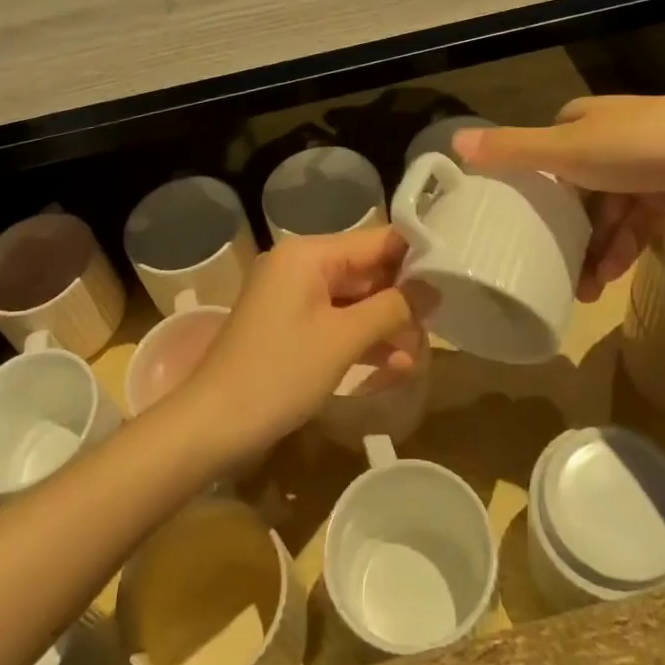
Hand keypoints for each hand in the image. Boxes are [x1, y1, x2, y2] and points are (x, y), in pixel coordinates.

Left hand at [182, 227, 422, 458]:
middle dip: (401, 303)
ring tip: (415, 361)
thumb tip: (433, 287)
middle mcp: (301, 265)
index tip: (452, 280)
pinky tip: (391, 368)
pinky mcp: (290, 325)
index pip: (376, 241)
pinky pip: (335, 321)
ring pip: (354, 301)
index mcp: (309, 253)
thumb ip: (392, 308)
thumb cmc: (279, 372)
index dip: (415, 259)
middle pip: (366, 272)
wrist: (212, 424)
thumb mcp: (343, 339)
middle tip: (435, 333)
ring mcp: (293, 296)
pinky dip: (361, 340)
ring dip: (385, 327)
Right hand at [453, 94, 664, 300]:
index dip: (538, 181)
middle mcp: (618, 132)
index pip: (551, 147)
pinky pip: (645, 217)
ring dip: (599, 247)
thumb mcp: (566, 150)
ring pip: (614, 207)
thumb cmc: (638, 148)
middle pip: (583, 184)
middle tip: (558, 269)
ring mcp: (655, 158)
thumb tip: (453, 141)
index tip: (527, 219)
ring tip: (588, 290)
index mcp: (587, 119)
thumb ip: (512, 149)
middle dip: (572, 229)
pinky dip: (629, 244)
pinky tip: (617, 274)